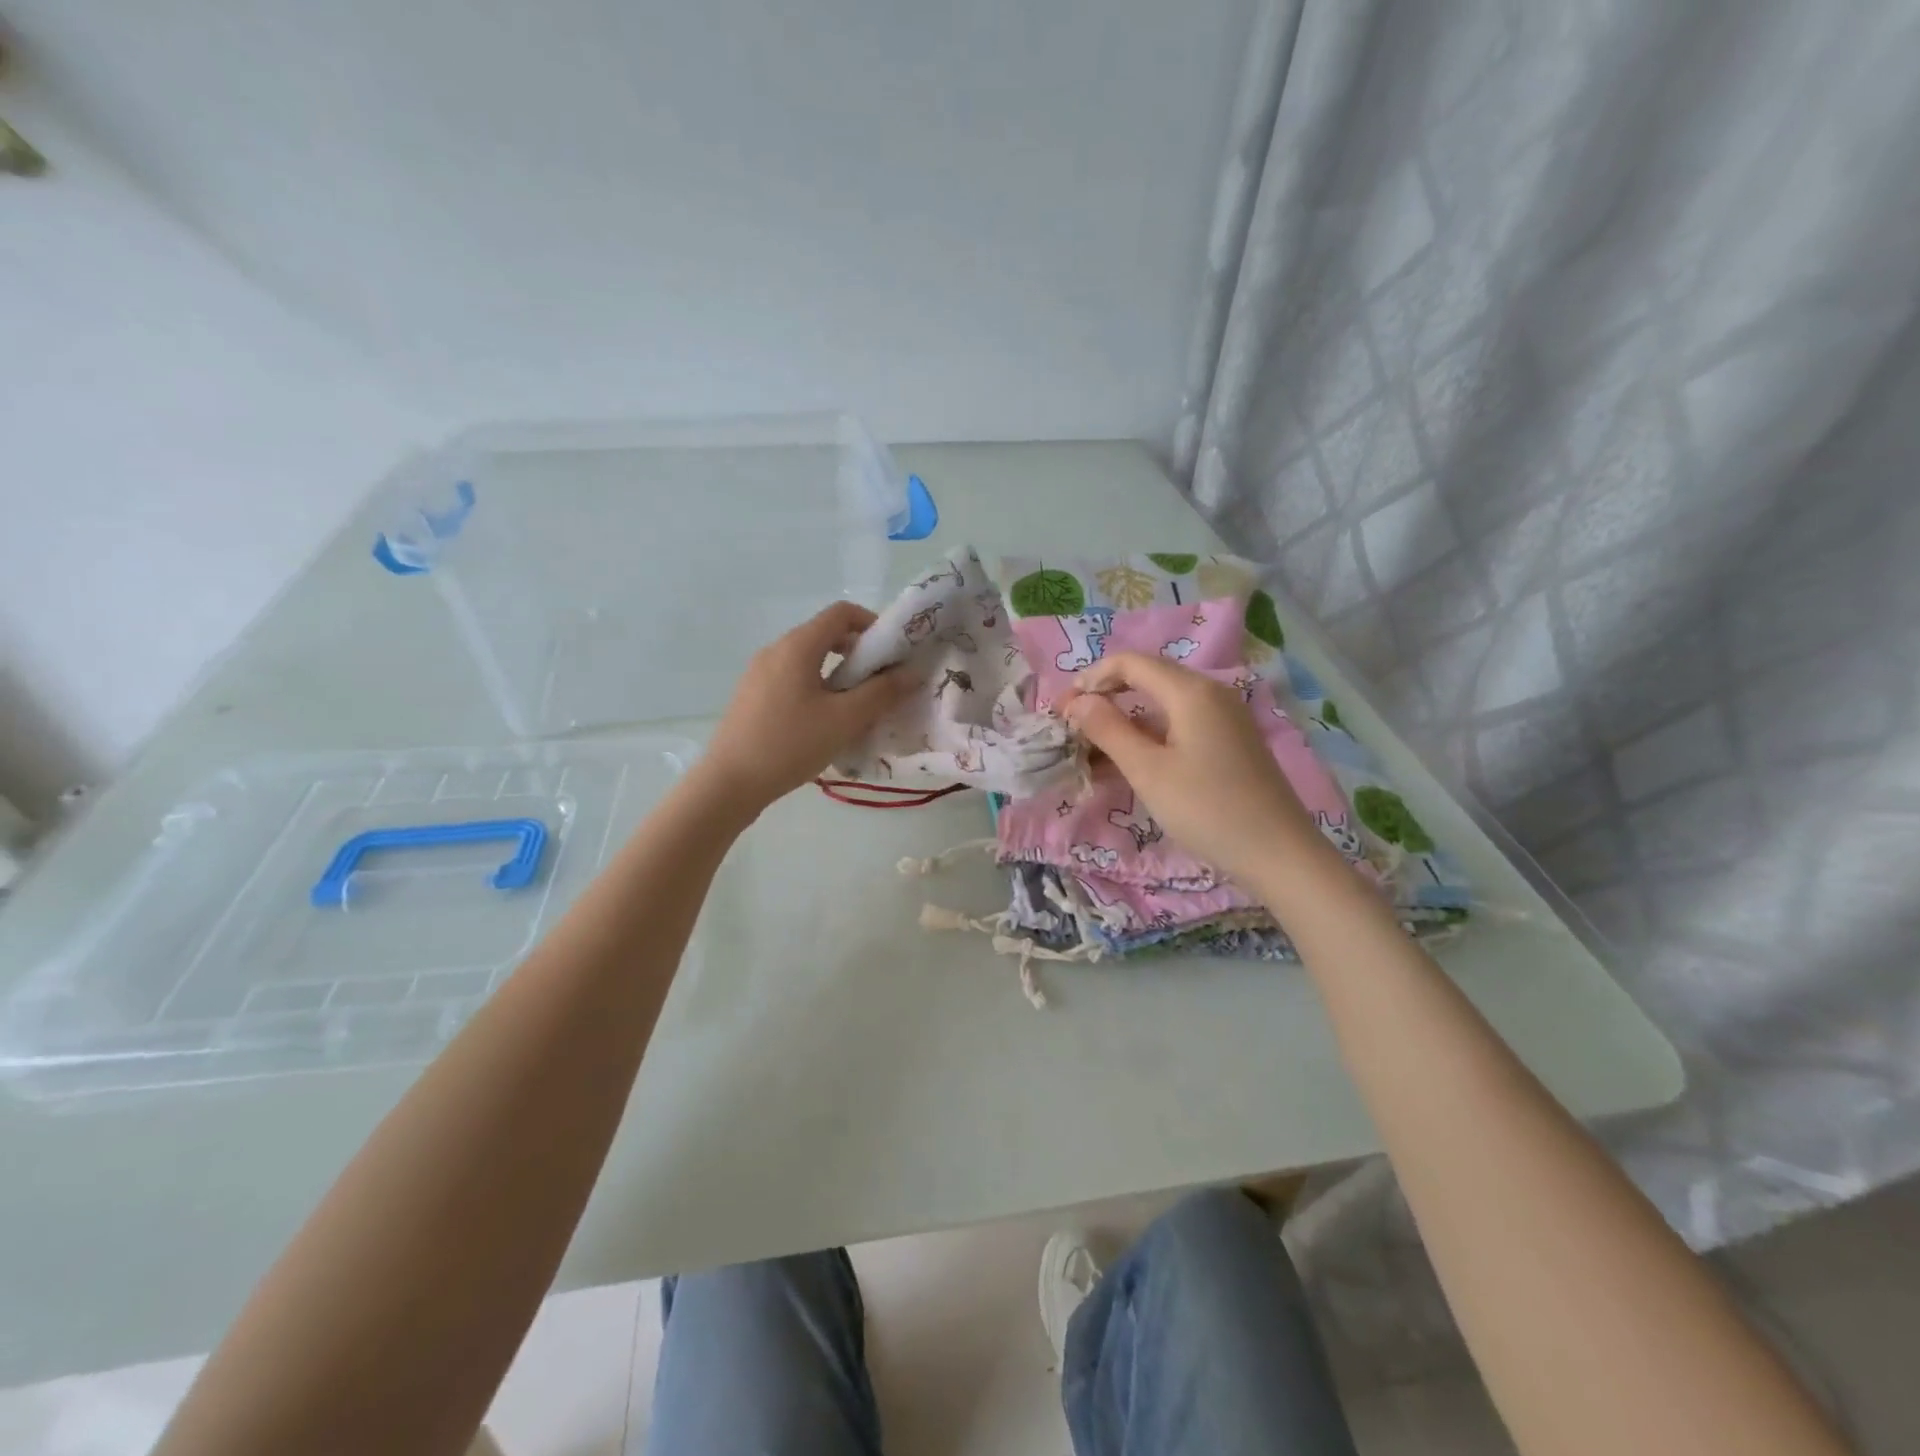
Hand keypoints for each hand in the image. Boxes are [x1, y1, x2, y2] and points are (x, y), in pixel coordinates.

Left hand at [698, 602, 918, 816]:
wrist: (729, 782)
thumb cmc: (790, 745)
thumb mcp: (845, 720)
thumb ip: (882, 692)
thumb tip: (912, 671)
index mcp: (798, 646)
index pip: (842, 613)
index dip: (873, 624)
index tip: (893, 654)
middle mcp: (776, 650)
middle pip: (824, 634)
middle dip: (859, 652)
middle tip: (880, 684)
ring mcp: (759, 673)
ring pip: (809, 659)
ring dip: (838, 673)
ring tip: (855, 707)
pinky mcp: (752, 695)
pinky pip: (792, 678)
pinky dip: (817, 687)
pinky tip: (824, 722)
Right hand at [1059, 652, 1328, 888]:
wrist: (1279, 854)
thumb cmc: (1207, 809)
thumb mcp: (1148, 771)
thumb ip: (1109, 730)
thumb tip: (1078, 701)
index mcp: (1191, 691)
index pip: (1130, 662)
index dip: (1091, 679)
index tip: (1062, 709)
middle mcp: (1210, 693)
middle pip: (1146, 679)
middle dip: (1104, 699)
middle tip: (1072, 729)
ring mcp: (1224, 718)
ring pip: (1161, 706)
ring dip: (1124, 722)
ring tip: (1091, 753)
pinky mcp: (1230, 742)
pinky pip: (1179, 726)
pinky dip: (1149, 738)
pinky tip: (1127, 765)